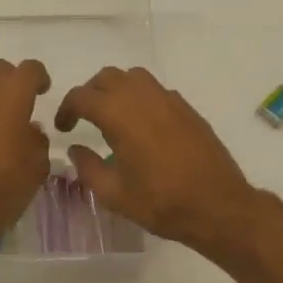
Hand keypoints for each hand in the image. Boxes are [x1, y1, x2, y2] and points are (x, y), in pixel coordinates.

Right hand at [53, 66, 260, 255]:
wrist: (218, 205)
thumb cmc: (161, 202)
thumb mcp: (114, 194)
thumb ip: (88, 167)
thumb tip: (76, 149)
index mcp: (119, 114)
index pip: (81, 96)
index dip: (66, 109)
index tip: (64, 128)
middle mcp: (142, 97)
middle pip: (107, 77)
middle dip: (90, 93)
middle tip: (84, 118)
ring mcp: (168, 99)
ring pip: (133, 77)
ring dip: (117, 89)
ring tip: (113, 115)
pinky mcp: (186, 108)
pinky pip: (156, 90)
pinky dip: (141, 97)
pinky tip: (143, 125)